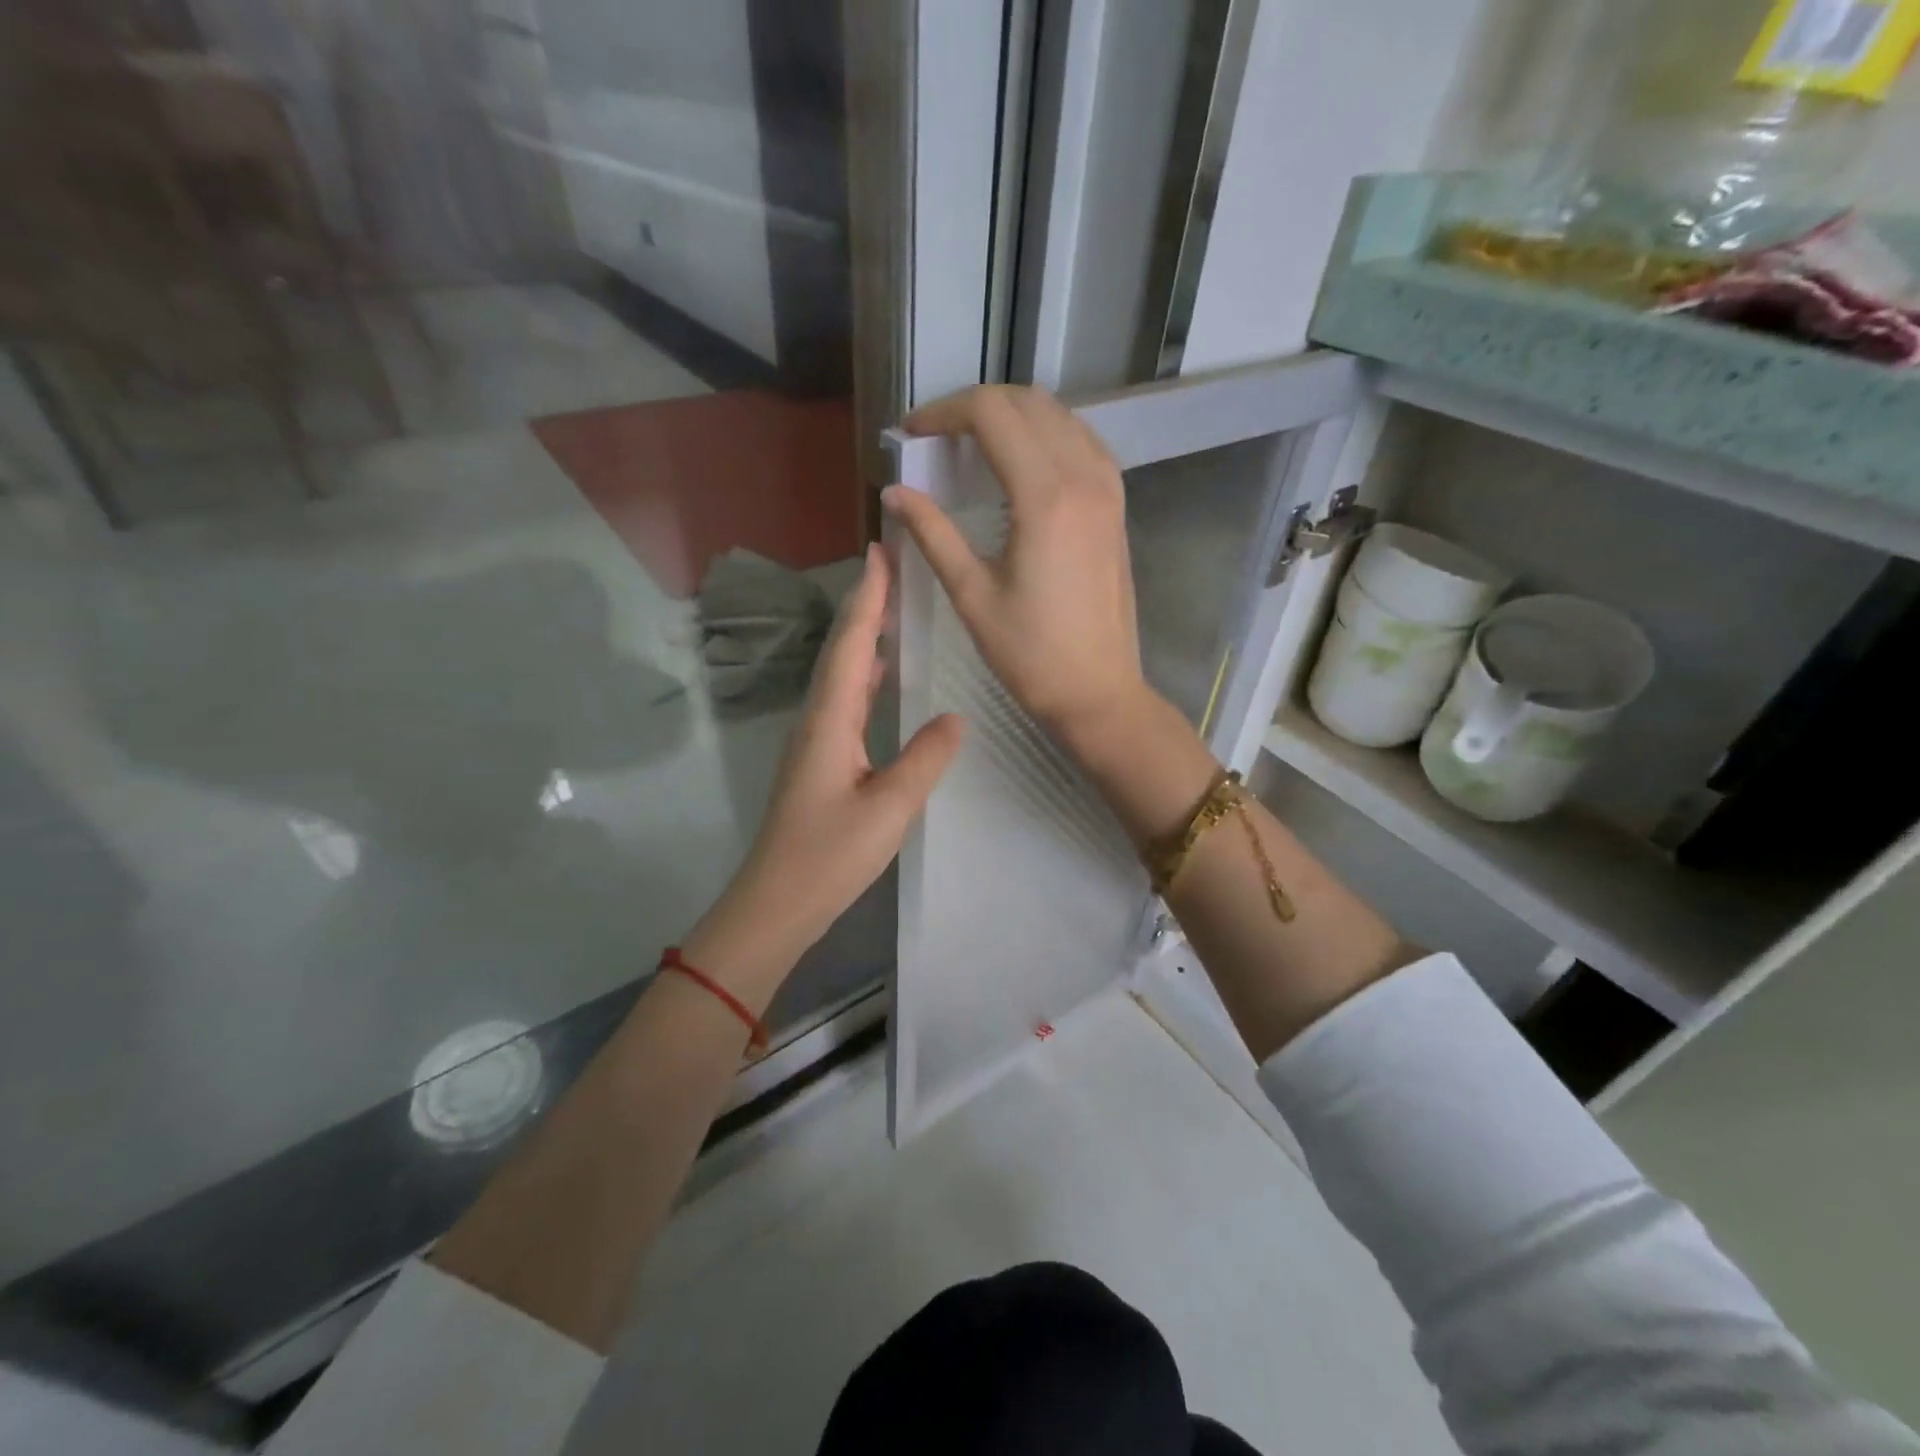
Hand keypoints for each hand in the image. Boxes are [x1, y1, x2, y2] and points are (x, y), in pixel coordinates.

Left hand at [684, 544, 963, 1001]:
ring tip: (892, 611)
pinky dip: (863, 676)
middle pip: (841, 651)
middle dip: (865, 607)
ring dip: (863, 638)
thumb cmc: (829, 857)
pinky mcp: (819, 762)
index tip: (881, 552)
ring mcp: (814, 742)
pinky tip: (880, 680)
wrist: (775, 904)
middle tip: (892, 568)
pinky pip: (844, 701)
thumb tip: (954, 717)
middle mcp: (817, 721)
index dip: (867, 598)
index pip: (851, 646)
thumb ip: (925, 760)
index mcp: (830, 722)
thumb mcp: (889, 809)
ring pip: (840, 675)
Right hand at [884, 385, 1149, 745]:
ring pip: (1059, 416)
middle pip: (1027, 403)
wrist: (1098, 691)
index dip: (943, 412)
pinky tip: (1022, 461)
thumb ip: (932, 533)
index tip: (911, 433)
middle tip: (936, 437)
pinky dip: (1046, 434)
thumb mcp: (972, 594)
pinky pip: (1082, 442)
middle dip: (974, 406)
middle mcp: (1083, 477)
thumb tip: (893, 491)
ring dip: (1012, 415)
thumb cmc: (1030, 654)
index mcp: (1044, 497)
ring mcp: (1108, 489)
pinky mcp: (1116, 506)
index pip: (991, 414)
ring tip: (972, 444)